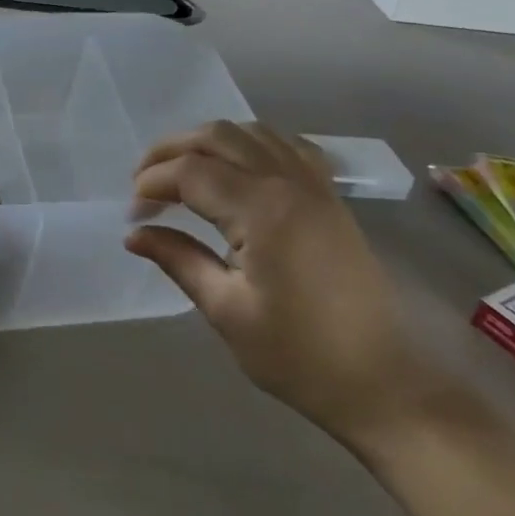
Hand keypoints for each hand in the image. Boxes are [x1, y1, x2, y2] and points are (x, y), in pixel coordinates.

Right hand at [125, 121, 438, 444]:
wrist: (381, 383)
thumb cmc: (298, 355)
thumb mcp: (227, 312)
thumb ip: (178, 260)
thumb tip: (134, 235)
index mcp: (261, 210)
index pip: (190, 172)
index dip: (152, 185)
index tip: (133, 215)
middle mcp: (288, 182)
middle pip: (217, 136)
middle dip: (171, 151)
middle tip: (143, 183)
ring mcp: (315, 185)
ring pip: (251, 132)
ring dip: (208, 142)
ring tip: (181, 172)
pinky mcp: (330, 196)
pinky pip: (286, 146)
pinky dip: (251, 145)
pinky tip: (237, 169)